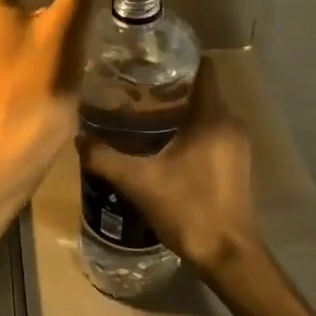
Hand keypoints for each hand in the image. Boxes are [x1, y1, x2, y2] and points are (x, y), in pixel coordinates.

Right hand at [79, 60, 258, 273]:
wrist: (228, 256)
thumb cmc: (189, 209)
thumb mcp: (139, 182)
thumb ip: (105, 157)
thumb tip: (78, 137)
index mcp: (214, 117)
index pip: (203, 69)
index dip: (177, 59)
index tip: (147, 59)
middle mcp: (231, 124)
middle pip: (201, 90)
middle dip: (169, 86)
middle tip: (133, 87)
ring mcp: (237, 145)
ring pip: (205, 112)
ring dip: (178, 110)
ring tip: (140, 114)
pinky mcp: (235, 164)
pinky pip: (210, 132)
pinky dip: (188, 129)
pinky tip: (160, 143)